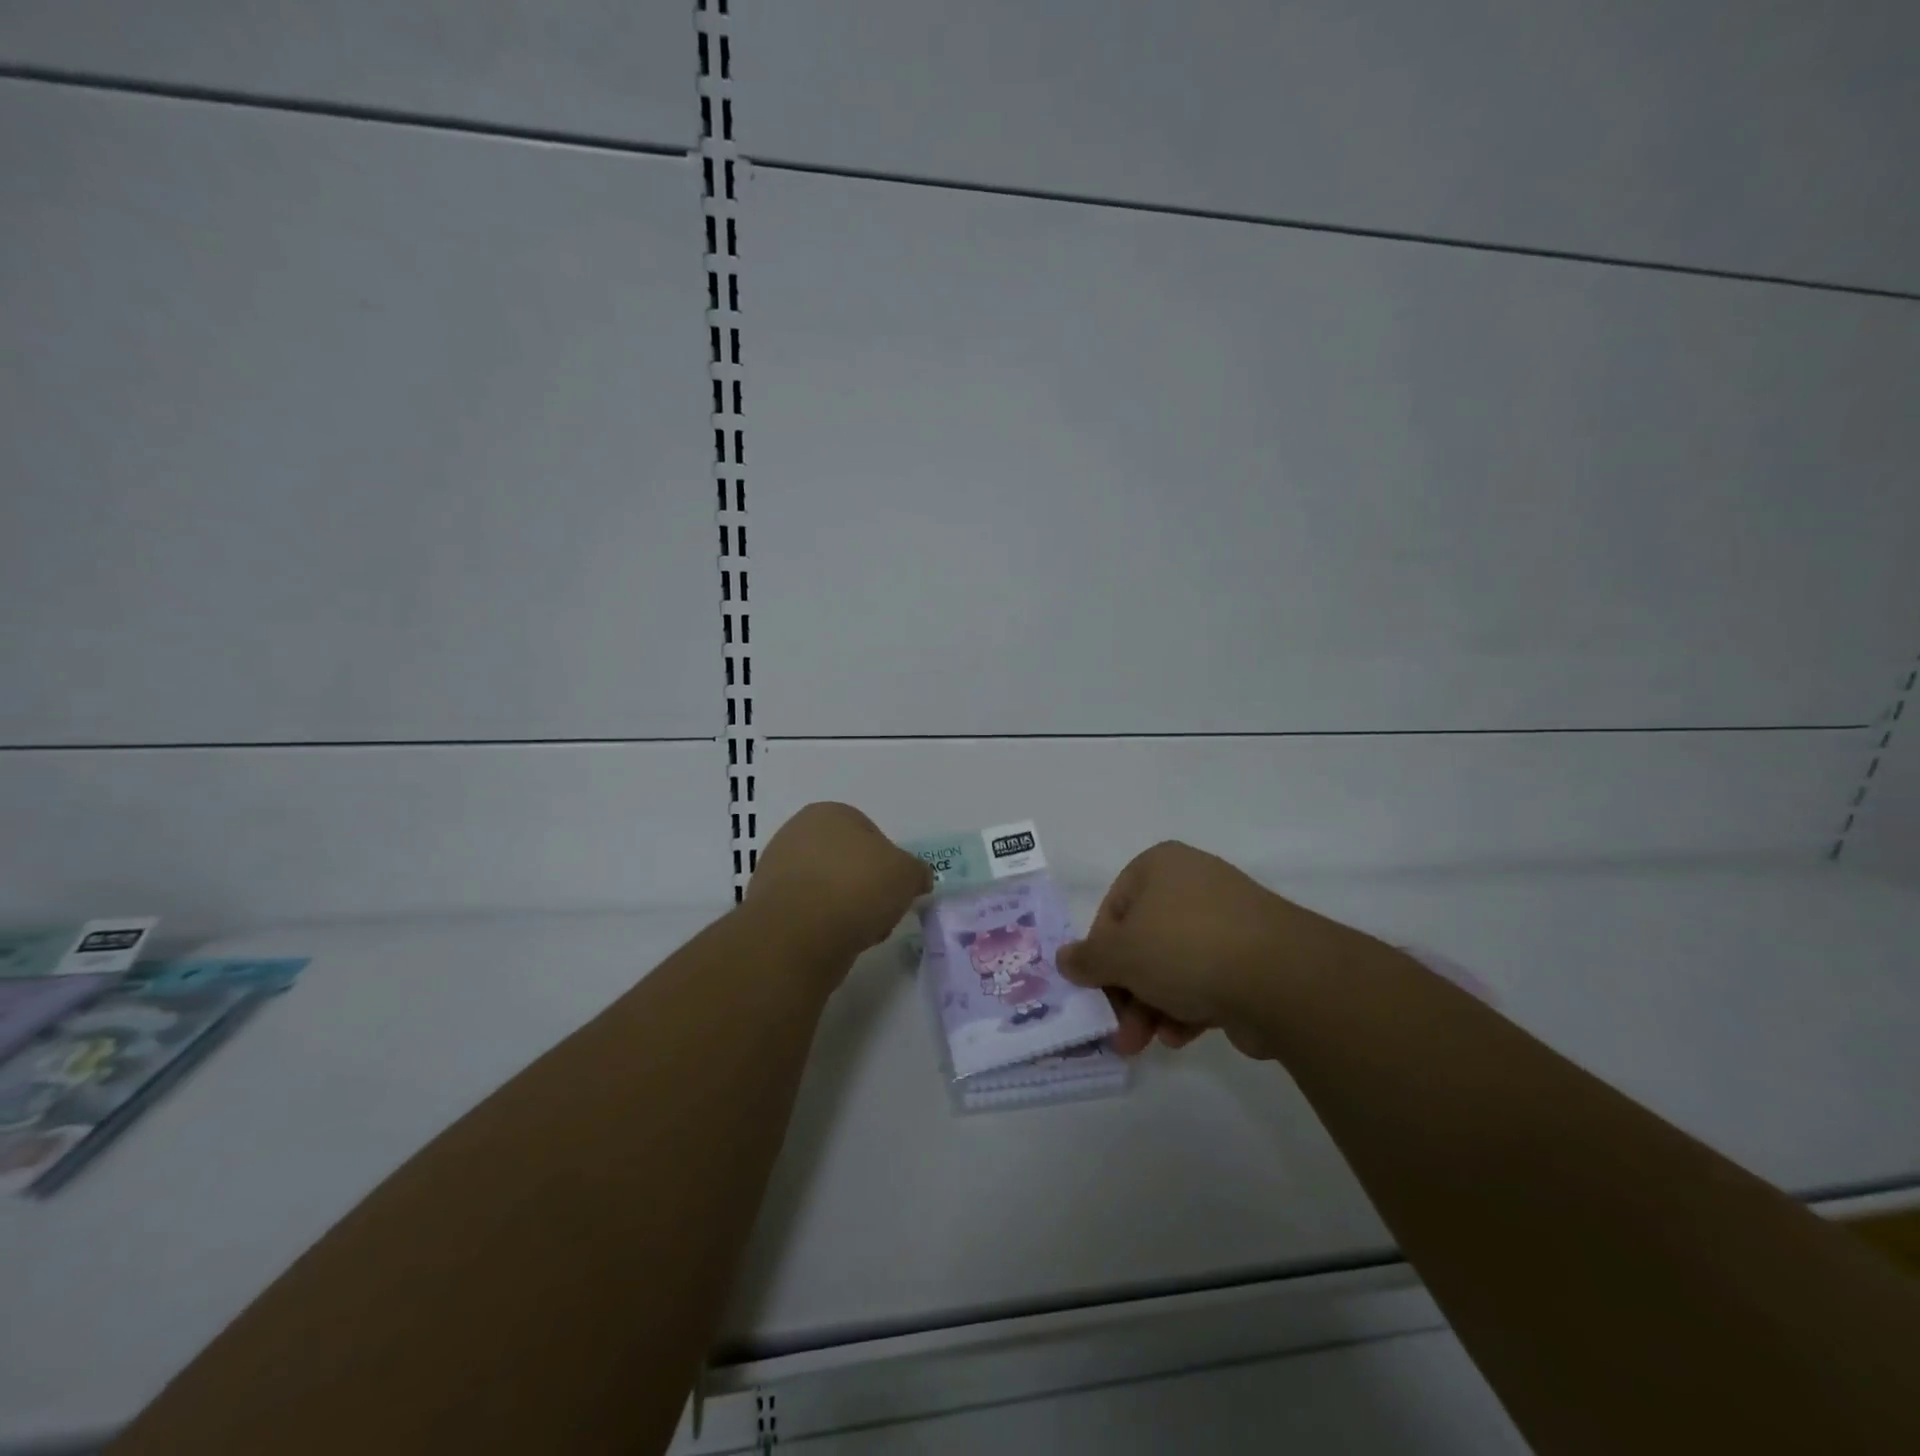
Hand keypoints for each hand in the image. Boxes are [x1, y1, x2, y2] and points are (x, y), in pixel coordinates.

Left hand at [745, 802, 932, 968]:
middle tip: (880, 911)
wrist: (798, 935)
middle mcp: (797, 833)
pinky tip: (835, 941)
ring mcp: (776, 870)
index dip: (889, 864)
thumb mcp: (907, 874)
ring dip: (847, 908)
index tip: (896, 888)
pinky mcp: (767, 906)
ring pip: (829, 890)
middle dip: (866, 887)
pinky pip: (809, 914)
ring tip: (860, 931)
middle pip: (848, 863)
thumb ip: (916, 872)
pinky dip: (824, 926)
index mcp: (829, 813)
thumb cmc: (857, 887)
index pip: (870, 834)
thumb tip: (916, 879)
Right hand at [1058, 841, 1385, 1059]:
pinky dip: (1188, 1008)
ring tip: (1144, 1045)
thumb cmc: (1184, 948)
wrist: (1282, 977)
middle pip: (1143, 942)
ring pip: (1174, 966)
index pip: (1113, 909)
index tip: (1096, 989)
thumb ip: (1087, 959)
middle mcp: (1194, 884)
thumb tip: (1064, 959)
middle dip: (1127, 992)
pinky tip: (1180, 1036)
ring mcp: (1228, 920)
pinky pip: (1208, 979)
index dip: (1100, 953)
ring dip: (1152, 1007)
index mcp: (1160, 867)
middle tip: (1117, 1031)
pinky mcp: (1254, 957)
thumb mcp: (1120, 954)